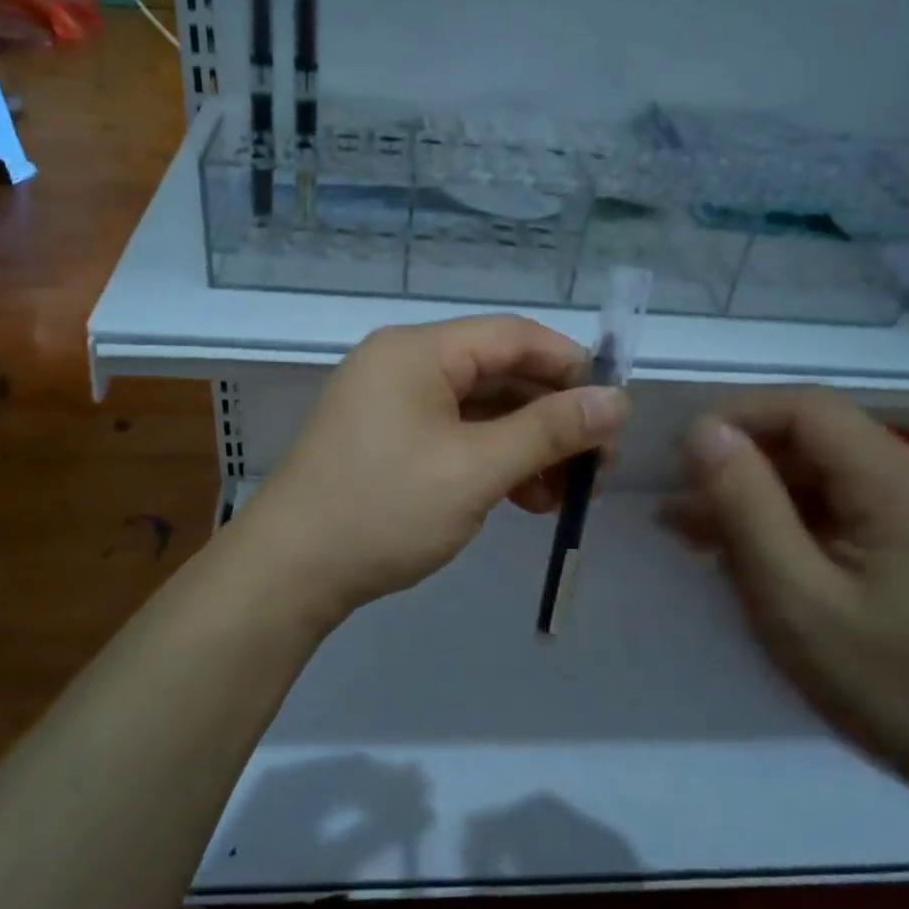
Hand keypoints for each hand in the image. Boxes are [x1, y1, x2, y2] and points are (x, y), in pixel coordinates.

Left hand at [235, 316, 630, 629]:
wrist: (290, 572)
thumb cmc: (384, 509)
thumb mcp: (476, 469)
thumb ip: (549, 431)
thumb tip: (618, 401)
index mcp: (418, 351)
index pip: (513, 336)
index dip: (571, 367)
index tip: (613, 412)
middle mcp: (403, 365)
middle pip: (499, 374)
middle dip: (553, 418)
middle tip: (597, 467)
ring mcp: (392, 405)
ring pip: (481, 412)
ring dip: (527, 448)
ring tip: (565, 497)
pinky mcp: (389, 442)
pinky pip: (455, 437)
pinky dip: (493, 463)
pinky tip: (526, 501)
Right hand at [665, 389, 908, 776]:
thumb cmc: (883, 679)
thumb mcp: (793, 595)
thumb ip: (744, 505)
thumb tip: (701, 429)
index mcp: (902, 480)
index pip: (806, 408)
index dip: (736, 418)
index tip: (680, 459)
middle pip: (812, 438)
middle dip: (740, 466)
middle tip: (678, 511)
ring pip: (821, 469)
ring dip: (758, 494)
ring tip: (697, 533)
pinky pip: (840, 497)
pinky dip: (790, 516)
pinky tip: (751, 548)